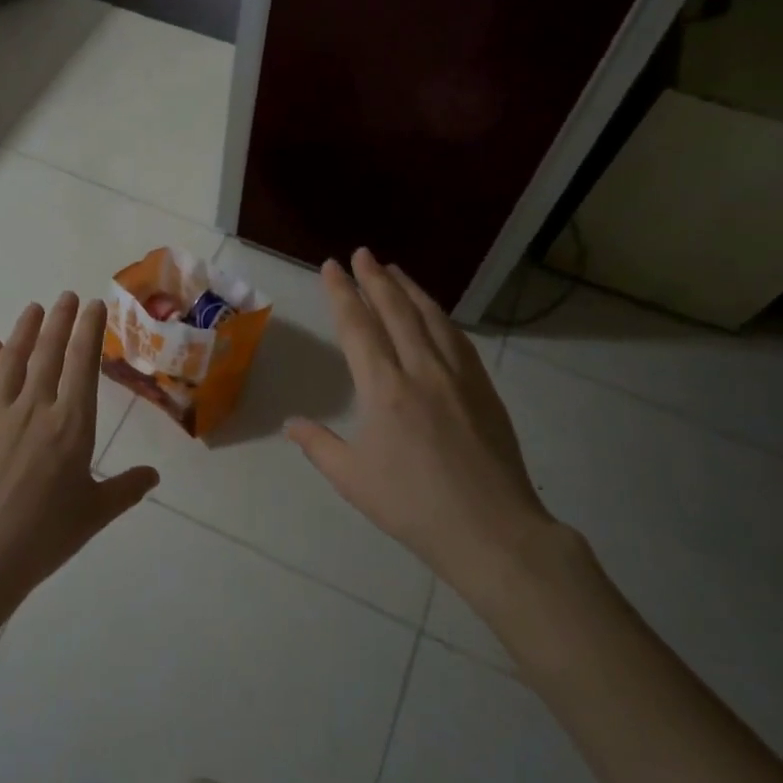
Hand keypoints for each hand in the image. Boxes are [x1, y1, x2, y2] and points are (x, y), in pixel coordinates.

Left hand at [0, 292, 158, 606]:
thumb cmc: (46, 536)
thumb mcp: (95, 514)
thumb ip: (126, 488)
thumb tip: (154, 475)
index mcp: (72, 425)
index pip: (83, 365)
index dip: (89, 331)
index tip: (93, 306)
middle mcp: (35, 409)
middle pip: (49, 353)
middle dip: (60, 320)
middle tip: (66, 296)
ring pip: (12, 361)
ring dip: (25, 331)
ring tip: (34, 308)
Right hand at [287, 249, 561, 607]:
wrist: (491, 530)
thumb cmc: (413, 506)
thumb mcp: (353, 479)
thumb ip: (318, 445)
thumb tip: (291, 423)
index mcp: (385, 389)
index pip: (358, 327)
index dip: (342, 293)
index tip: (332, 267)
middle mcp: (421, 370)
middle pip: (396, 311)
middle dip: (375, 278)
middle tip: (362, 253)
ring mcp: (458, 377)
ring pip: (431, 318)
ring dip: (410, 290)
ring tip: (394, 270)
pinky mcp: (483, 389)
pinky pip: (457, 339)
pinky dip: (440, 316)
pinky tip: (434, 313)